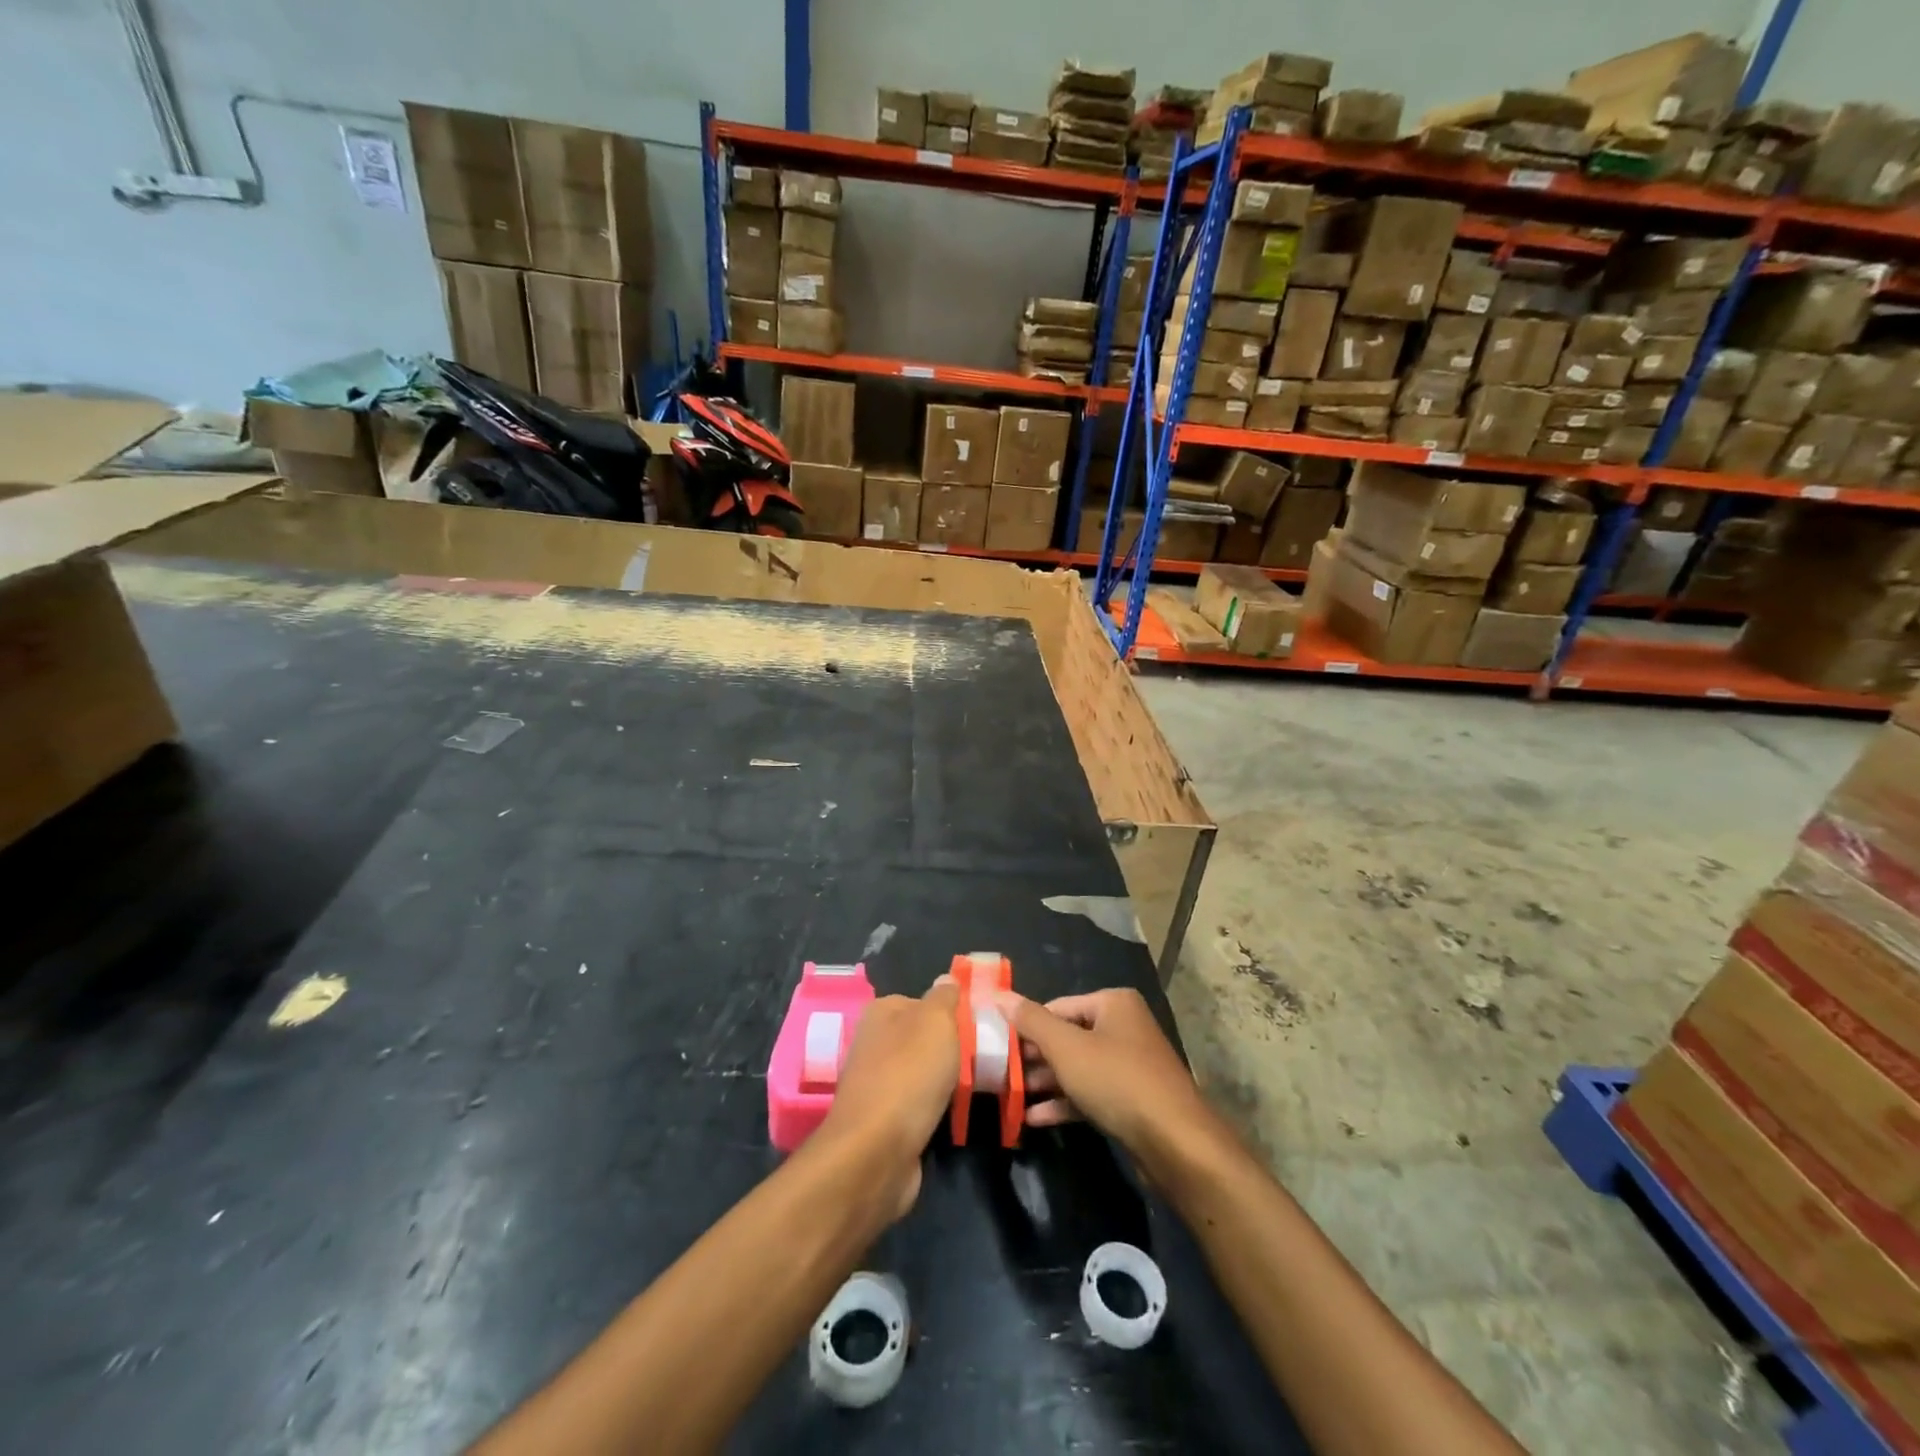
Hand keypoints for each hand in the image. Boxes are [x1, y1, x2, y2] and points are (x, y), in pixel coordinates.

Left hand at [815, 977, 959, 1219]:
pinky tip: (958, 1113)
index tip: (983, 1026)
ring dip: (948, 1080)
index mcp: (882, 1011)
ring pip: (924, 1071)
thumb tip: (947, 981)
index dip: (954, 1012)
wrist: (877, 1152)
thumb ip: (945, 998)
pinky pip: (920, 1103)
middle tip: (987, 1057)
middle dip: (954, 1048)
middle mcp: (875, 1042)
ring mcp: (878, 1082)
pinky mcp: (884, 1119)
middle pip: (925, 1037)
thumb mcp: (936, 1022)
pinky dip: (938, 1107)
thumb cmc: (909, 1075)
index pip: (925, 1001)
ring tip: (981, 1086)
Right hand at [999, 988, 1223, 1178]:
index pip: (1056, 1007)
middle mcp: (1123, 1027)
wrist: (1176, 1143)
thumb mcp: (1066, 1048)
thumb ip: (1031, 1021)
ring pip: (1077, 1067)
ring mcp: (1129, 1065)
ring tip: (1009, 1096)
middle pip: (1067, 1036)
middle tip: (999, 1073)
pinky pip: (1090, 1093)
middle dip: (1034, 1057)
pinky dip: (1064, 1102)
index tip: (996, 1046)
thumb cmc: (1117, 1080)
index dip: (1025, 1026)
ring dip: (1045, 1082)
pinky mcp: (1131, 1100)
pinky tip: (1033, 1118)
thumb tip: (998, 995)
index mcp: (1113, 1003)